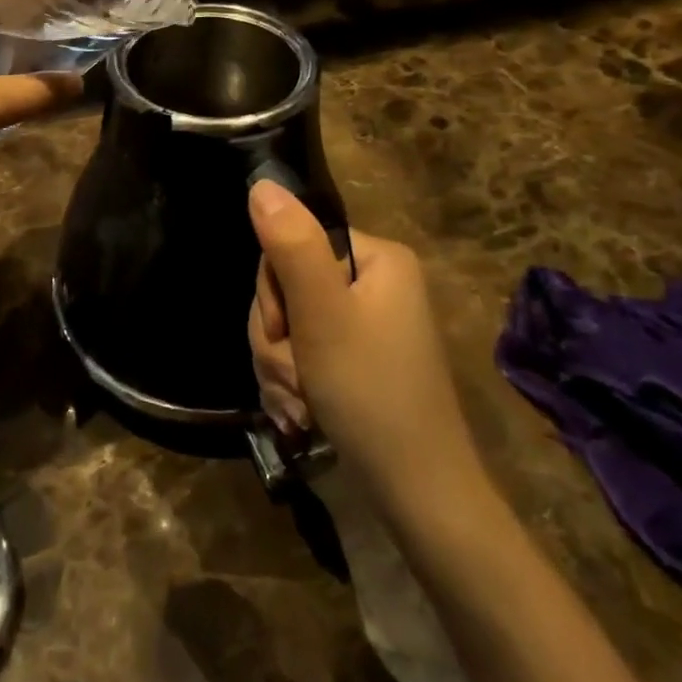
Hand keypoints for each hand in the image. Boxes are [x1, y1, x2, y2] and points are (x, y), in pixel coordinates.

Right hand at [248, 180, 480, 508]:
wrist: (419, 497)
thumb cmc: (371, 394)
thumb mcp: (323, 315)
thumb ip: (290, 245)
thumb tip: (262, 184)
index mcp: (376, 258)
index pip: (292, 242)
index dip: (274, 290)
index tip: (285, 332)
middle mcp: (374, 283)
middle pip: (288, 286)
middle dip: (278, 339)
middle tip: (295, 379)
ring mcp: (366, 324)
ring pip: (289, 325)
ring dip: (281, 367)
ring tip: (300, 406)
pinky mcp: (356, 360)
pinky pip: (303, 354)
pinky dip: (293, 385)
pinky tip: (303, 416)